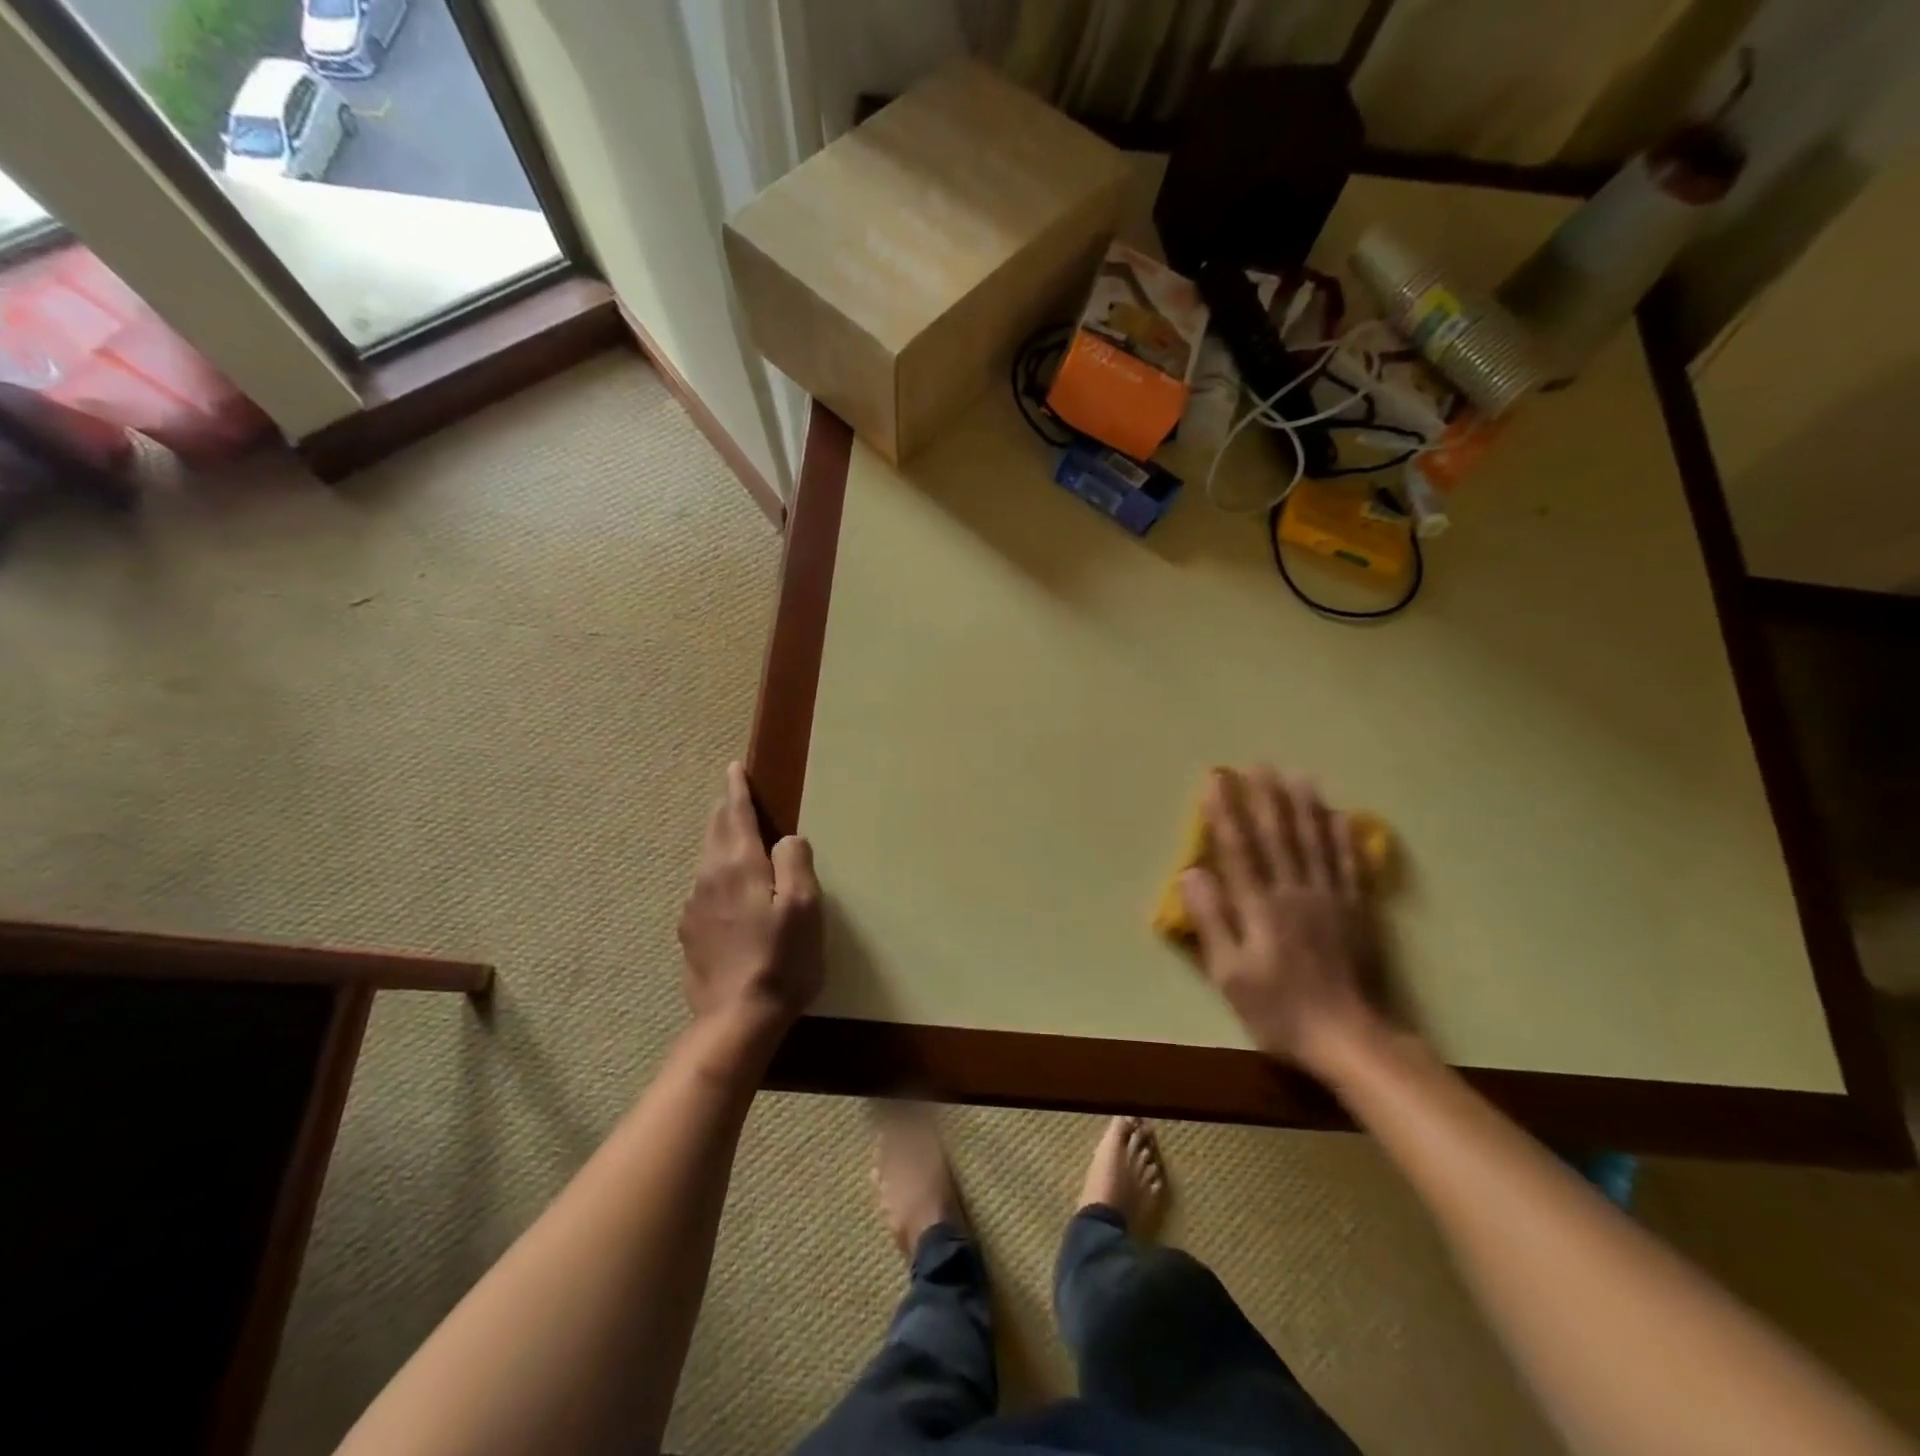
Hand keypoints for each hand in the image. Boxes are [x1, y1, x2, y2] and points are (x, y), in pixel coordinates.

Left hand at [678, 763, 823, 1039]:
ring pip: (707, 860)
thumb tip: (787, 839)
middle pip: (715, 832)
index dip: (737, 789)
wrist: (735, 1021)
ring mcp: (694, 908)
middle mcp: (709, 878)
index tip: (734, 768)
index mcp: (739, 865)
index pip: (735, 814)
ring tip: (735, 838)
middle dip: (726, 810)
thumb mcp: (805, 907)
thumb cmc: (781, 960)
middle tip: (736, 796)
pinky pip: (704, 889)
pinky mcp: (690, 934)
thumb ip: (796, 862)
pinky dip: (717, 875)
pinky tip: (730, 892)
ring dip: (721, 842)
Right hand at [1178, 768, 1380, 1072]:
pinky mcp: (1355, 910)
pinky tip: (1339, 816)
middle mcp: (1295, 892)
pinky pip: (1348, 864)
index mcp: (1261, 906)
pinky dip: (1342, 837)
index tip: (1215, 781)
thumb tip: (1192, 873)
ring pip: (1314, 841)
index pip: (1239, 848)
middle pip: (1278, 835)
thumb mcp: (1230, 975)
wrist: (1350, 1038)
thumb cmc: (1279, 1010)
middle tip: (1256, 763)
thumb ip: (1212, 921)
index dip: (1224, 812)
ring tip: (1295, 774)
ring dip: (1303, 805)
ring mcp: (1329, 898)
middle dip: (1264, 797)